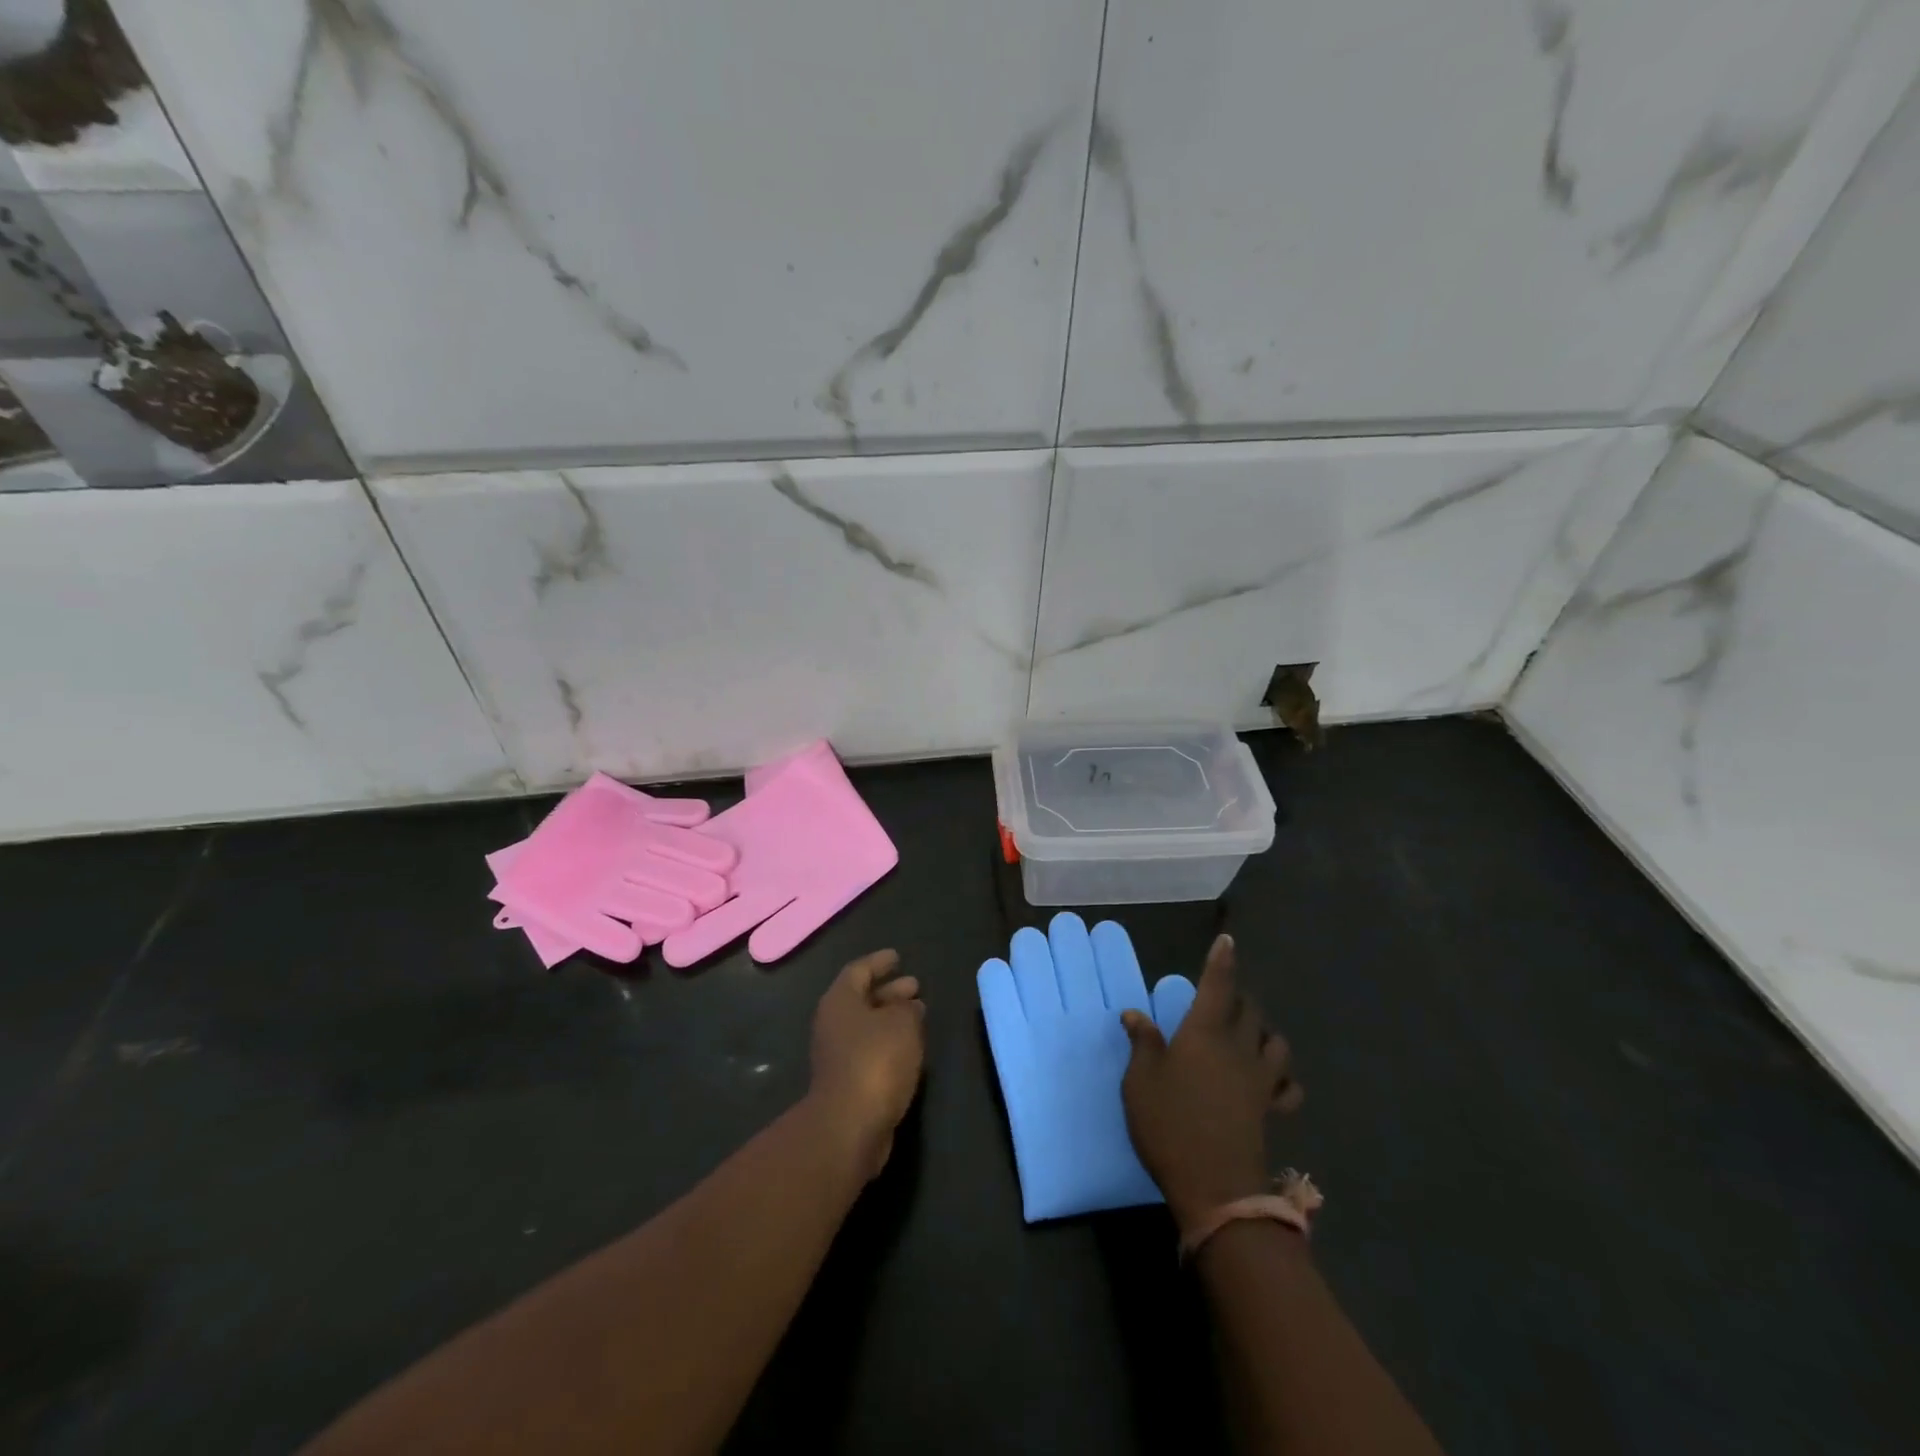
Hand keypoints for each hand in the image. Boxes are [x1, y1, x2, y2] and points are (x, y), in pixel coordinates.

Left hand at [808, 949, 925, 1179]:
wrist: (849, 1126)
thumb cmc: (875, 1061)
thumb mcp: (902, 1024)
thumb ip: (908, 1009)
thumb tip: (908, 1007)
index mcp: (840, 1001)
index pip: (859, 970)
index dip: (879, 962)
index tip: (897, 957)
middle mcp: (833, 1024)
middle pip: (862, 999)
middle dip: (889, 991)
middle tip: (915, 986)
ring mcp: (837, 1055)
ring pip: (867, 1026)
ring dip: (891, 1019)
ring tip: (919, 1015)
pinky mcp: (847, 1083)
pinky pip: (870, 1051)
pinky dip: (889, 1043)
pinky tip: (909, 1047)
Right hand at [1119, 934, 1302, 1230]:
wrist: (1216, 1186)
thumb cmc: (1170, 1124)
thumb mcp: (1140, 1081)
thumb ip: (1142, 1043)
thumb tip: (1134, 1013)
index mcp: (1204, 1033)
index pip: (1217, 986)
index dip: (1222, 962)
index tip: (1227, 941)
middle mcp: (1237, 1048)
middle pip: (1250, 1009)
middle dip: (1240, 996)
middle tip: (1224, 996)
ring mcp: (1260, 1080)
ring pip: (1275, 1042)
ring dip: (1264, 1031)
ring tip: (1250, 1033)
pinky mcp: (1270, 1109)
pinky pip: (1287, 1085)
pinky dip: (1283, 1078)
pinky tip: (1272, 1081)